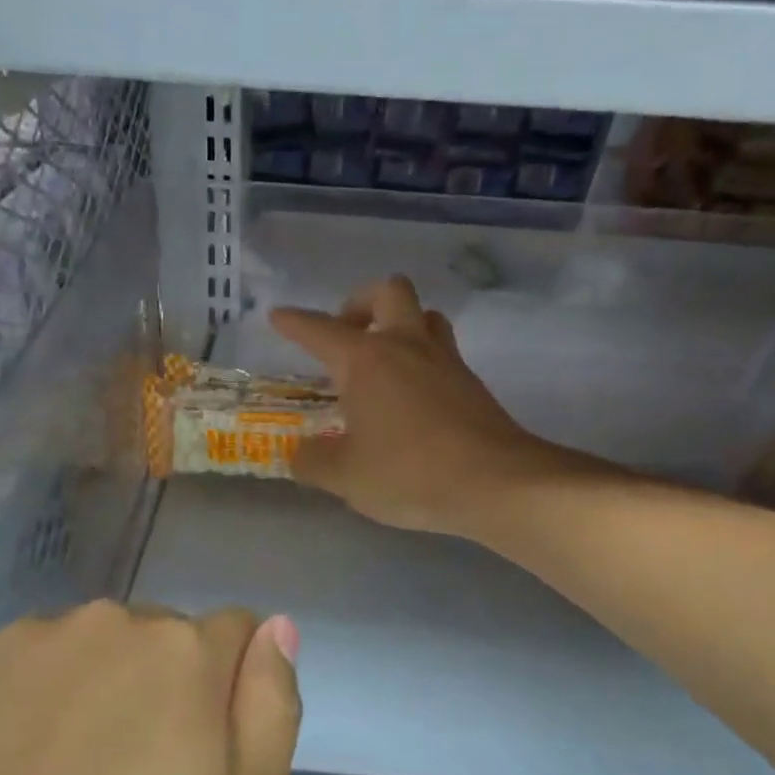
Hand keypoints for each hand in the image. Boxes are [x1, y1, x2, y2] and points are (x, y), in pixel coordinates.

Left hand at [0, 602, 299, 774]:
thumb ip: (268, 713)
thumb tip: (276, 628)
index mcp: (179, 655)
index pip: (232, 635)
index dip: (224, 696)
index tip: (196, 763)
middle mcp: (101, 622)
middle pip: (153, 639)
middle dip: (154, 693)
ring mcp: (15, 640)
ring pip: (78, 653)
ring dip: (81, 697)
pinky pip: (5, 667)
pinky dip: (10, 706)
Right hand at [271, 276, 573, 538]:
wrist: (496, 483)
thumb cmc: (409, 472)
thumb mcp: (345, 476)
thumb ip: (314, 461)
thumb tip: (302, 453)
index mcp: (366, 360)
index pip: (320, 330)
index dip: (295, 322)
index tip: (279, 316)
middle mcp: (406, 346)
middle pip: (388, 292)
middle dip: (361, 303)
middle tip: (347, 335)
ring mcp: (445, 361)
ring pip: (424, 316)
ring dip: (400, 325)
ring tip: (382, 361)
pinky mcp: (471, 384)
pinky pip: (442, 352)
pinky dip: (421, 361)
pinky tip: (410, 397)